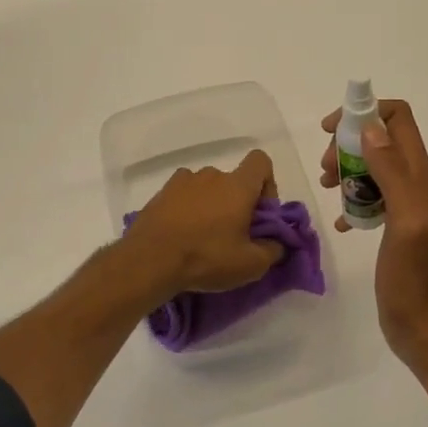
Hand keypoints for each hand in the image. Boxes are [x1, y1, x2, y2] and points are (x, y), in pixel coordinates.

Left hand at [124, 150, 283, 301]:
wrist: (150, 260)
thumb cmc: (206, 257)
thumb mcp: (250, 265)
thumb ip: (273, 250)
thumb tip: (277, 243)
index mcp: (238, 186)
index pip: (261, 161)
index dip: (267, 184)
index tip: (260, 213)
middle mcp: (212, 175)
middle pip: (234, 180)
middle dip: (238, 203)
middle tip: (232, 235)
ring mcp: (183, 181)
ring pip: (208, 188)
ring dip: (211, 205)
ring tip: (203, 236)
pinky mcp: (162, 192)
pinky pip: (184, 194)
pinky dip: (188, 207)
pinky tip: (181, 232)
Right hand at [320, 99, 427, 370]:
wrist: (423, 327)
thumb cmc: (413, 276)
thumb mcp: (405, 220)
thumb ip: (391, 172)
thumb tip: (370, 128)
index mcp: (418, 175)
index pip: (398, 118)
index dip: (365, 112)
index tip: (331, 130)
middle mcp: (413, 183)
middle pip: (379, 138)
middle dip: (348, 143)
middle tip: (327, 169)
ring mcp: (403, 205)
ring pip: (371, 165)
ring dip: (346, 169)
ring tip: (327, 188)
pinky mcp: (392, 226)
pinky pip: (367, 197)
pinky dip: (350, 200)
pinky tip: (340, 221)